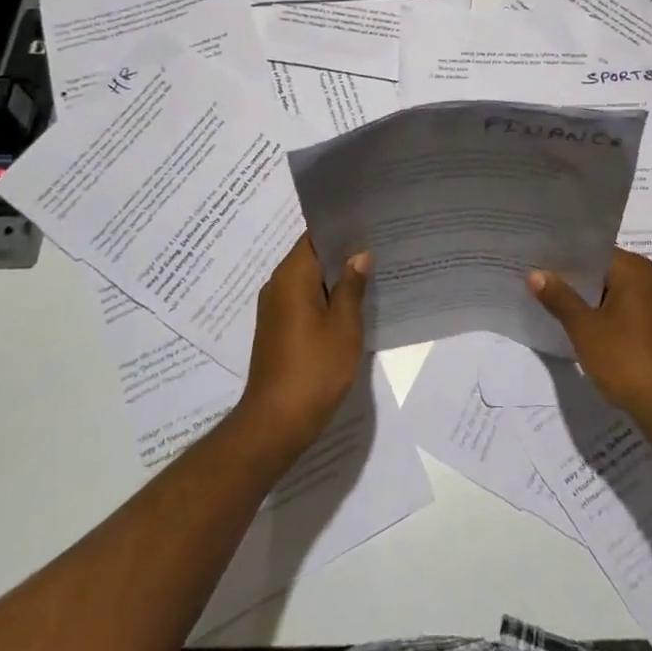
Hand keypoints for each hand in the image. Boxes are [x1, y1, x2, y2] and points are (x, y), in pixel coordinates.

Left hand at [235, 234, 369, 458]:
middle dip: (341, 254)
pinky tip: (349, 309)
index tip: (368, 226)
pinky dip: (324, 300)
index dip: (341, 230)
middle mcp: (277, 285)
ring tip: (369, 276)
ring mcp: (274, 309)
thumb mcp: (344, 326)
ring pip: (308, 281)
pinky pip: (302, 301)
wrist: (275, 423)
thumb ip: (352, 286)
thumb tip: (359, 254)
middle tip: (377, 249)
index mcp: (292, 276)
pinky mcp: (277, 330)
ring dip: (334, 279)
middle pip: (311, 257)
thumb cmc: (314, 369)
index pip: (315, 237)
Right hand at [529, 249, 651, 425]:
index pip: (594, 251)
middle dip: (574, 279)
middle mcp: (651, 280)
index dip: (565, 257)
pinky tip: (581, 328)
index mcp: (636, 270)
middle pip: (604, 271)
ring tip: (553, 303)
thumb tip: (535, 274)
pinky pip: (625, 310)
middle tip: (539, 281)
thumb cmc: (625, 359)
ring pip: (614, 292)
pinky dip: (604, 315)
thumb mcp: (584, 328)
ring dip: (588, 299)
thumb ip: (559, 297)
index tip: (538, 260)